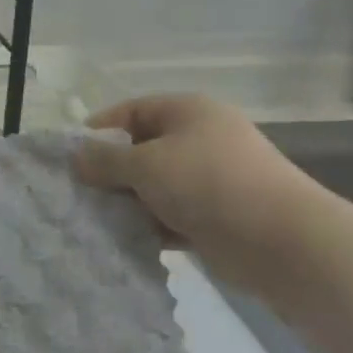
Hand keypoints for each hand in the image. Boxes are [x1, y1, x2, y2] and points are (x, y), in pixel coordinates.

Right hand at [74, 94, 303, 250]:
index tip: (71, 155)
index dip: (99, 129)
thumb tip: (76, 156)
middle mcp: (201, 139)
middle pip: (143, 149)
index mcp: (188, 112)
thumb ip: (105, 160)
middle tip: (81, 192)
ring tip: (98, 219)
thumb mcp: (145, 164)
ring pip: (156, 185)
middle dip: (112, 171)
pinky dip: (152, 225)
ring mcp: (212, 178)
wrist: (281, 241)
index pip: (132, 111)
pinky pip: (173, 214)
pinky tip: (127, 239)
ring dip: (130, 202)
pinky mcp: (218, 216)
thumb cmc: (207, 183)